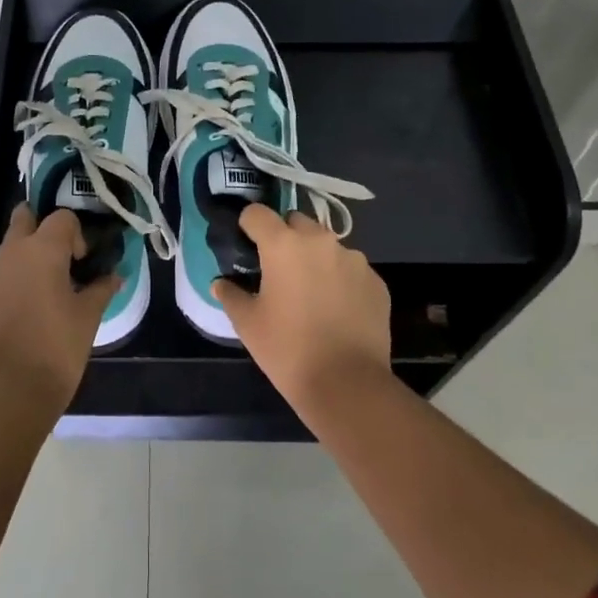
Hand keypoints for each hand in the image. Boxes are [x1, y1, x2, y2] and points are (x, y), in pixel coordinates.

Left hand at [0, 205, 118, 408]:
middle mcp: (10, 253)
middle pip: (23, 219)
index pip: (61, 218)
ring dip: (23, 259)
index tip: (82, 262)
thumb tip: (115, 275)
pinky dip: (8, 284)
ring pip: (7, 250)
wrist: (8, 390)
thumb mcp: (88, 317)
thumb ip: (101, 289)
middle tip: (57, 258)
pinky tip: (21, 314)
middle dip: (39, 229)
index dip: (76, 234)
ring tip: (40, 292)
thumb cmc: (56, 347)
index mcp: (42, 249)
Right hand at [214, 205, 391, 412]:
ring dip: (315, 259)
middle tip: (277, 271)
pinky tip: (336, 310)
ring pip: (326, 246)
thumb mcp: (247, 323)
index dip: (248, 226)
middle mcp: (320, 241)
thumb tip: (221, 283)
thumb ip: (230, 295)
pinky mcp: (376, 281)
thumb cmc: (287, 349)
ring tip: (310, 293)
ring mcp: (354, 260)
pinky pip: (351, 269)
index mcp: (283, 245)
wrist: (347, 384)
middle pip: (296, 223)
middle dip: (285, 238)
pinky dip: (340, 280)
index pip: (257, 214)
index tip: (246, 246)